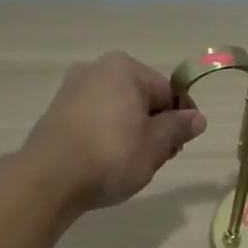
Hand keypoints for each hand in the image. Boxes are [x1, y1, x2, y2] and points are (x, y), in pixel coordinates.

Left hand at [20, 52, 207, 212]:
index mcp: (124, 68)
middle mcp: (96, 69)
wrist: (50, 179)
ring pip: (117, 110)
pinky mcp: (56, 113)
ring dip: (131, 132)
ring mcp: (71, 90)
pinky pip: (94, 120)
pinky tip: (106, 162)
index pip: (168, 91)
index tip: (182, 145)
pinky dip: (106, 136)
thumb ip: (178, 128)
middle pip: (141, 98)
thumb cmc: (112, 155)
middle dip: (155, 125)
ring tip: (132, 164)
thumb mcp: (156, 144)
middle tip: (159, 158)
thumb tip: (197, 118)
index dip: (181, 118)